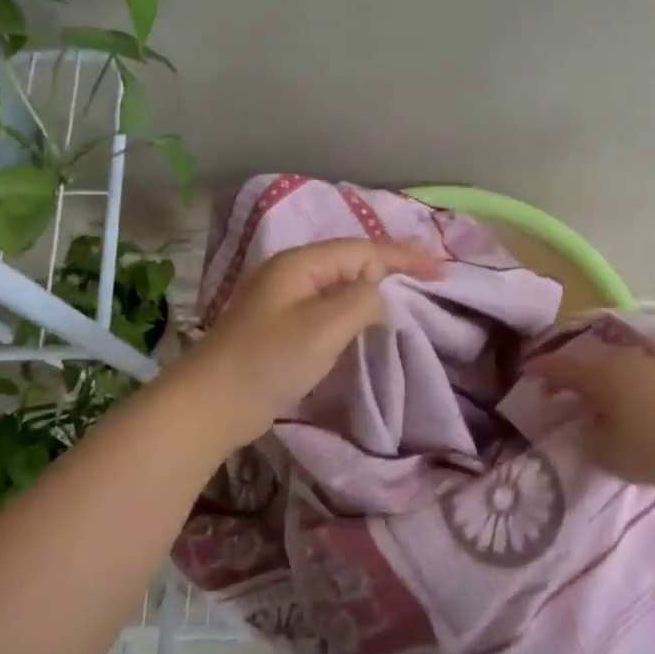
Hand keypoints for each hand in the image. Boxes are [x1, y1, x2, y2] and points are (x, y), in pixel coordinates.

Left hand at [181, 238, 444, 443]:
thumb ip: (362, 300)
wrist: (212, 403)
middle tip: (430, 277)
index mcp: (301, 263)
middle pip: (352, 260)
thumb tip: (379, 297)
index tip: (442, 270)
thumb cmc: (270, 359)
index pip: (364, 250)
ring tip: (406, 294)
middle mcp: (292, 273)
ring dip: (374, 286)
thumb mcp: (325, 325)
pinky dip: (354, 308)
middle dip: (392, 265)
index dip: (405, 257)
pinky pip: (328, 306)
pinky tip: (366, 319)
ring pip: (340, 283)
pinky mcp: (281, 327)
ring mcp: (283, 300)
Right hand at [533, 345, 654, 491]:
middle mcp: (623, 359)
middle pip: (588, 362)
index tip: (525, 370)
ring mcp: (652, 362)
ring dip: (600, 376)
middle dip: (570, 374)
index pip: (560, 367)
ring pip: (615, 363)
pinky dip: (627, 380)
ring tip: (595, 394)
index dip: (540, 369)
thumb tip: (586, 422)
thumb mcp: (605, 453)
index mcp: (600, 375)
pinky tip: (631, 394)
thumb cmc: (654, 450)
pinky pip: (640, 371)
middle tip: (558, 390)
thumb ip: (586, 434)